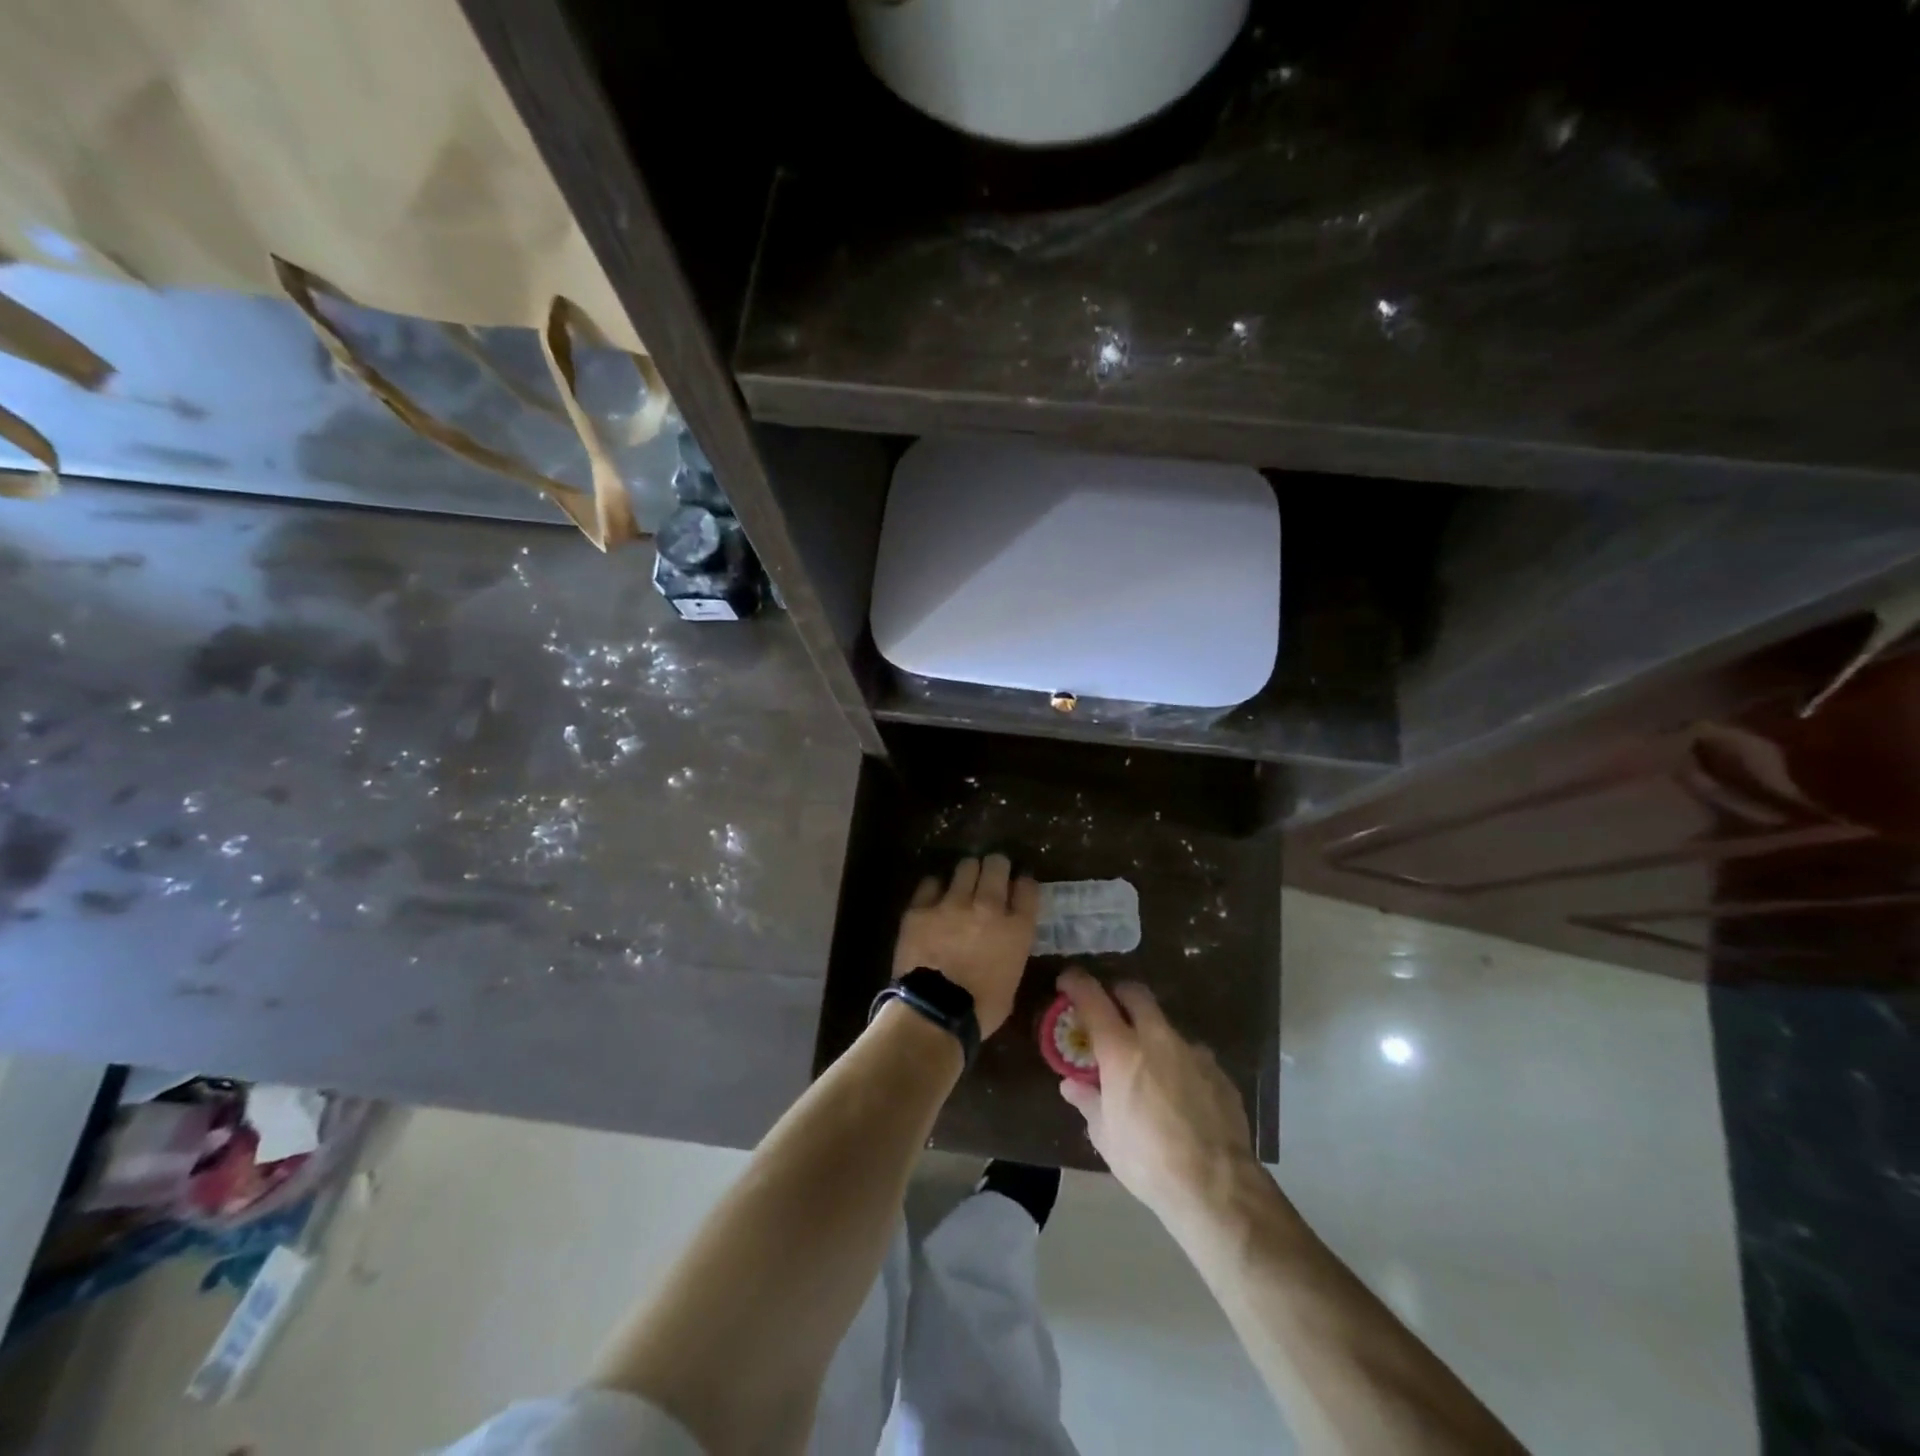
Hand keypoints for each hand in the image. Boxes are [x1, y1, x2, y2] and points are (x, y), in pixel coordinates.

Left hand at [892, 854, 1038, 1039]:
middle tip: (991, 875)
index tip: (1018, 887)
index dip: (1023, 884)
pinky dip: (935, 888)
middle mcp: (989, 906)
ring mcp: (953, 903)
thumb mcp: (1012, 980)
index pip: (1028, 887)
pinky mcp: (921, 907)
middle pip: (997, 865)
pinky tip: (934, 898)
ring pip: (965, 866)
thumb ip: (1012, 951)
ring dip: (968, 873)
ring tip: (963, 882)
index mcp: (1017, 928)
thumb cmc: (981, 1009)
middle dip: (996, 866)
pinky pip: (931, 883)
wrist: (934, 1014)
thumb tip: (1004, 942)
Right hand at [1055, 967, 1255, 1223]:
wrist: (1217, 1188)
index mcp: (1122, 1050)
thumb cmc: (1148, 1161)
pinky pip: (1192, 1056)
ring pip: (1166, 1026)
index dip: (1077, 983)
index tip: (1067, 981)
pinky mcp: (1219, 1073)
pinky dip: (1178, 1063)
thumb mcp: (1106, 1136)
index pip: (1092, 998)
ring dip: (1151, 1034)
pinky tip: (1179, 1094)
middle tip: (1109, 1010)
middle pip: (1135, 994)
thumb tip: (1071, 1085)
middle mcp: (1158, 1039)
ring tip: (1147, 1066)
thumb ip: (1088, 1101)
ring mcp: (1193, 1052)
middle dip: (1118, 993)